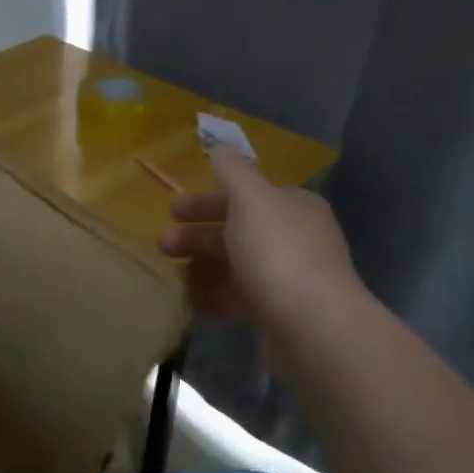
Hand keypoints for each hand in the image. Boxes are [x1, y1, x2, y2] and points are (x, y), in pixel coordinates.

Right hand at [158, 148, 365, 332]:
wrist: (312, 326)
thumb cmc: (276, 253)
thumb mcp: (250, 199)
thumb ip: (232, 171)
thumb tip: (220, 147)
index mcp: (292, 205)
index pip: (244, 196)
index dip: (205, 201)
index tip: (171, 211)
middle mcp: (294, 238)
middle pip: (236, 231)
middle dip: (196, 237)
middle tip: (161, 246)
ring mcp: (289, 278)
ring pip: (235, 266)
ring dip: (202, 268)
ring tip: (174, 279)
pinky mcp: (280, 313)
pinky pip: (240, 299)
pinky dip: (215, 298)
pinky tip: (194, 304)